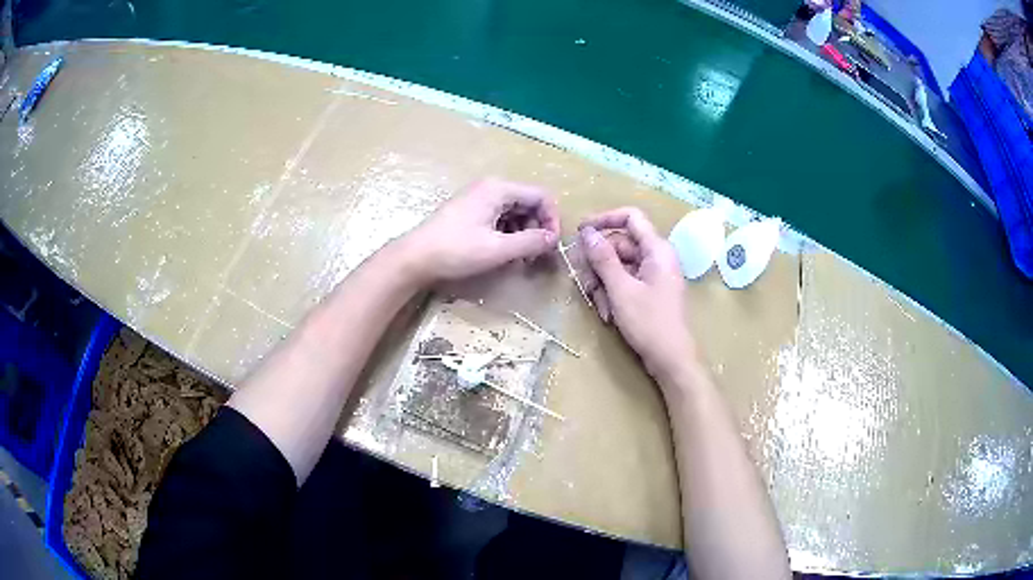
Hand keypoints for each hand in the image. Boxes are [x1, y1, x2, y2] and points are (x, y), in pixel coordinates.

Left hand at [402, 178, 560, 282]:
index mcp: (498, 189)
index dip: (551, 219)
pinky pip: (499, 218)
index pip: (541, 196)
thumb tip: (553, 239)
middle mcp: (490, 188)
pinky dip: (507, 234)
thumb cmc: (455, 251)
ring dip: (523, 234)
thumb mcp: (497, 249)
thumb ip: (530, 242)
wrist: (414, 258)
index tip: (550, 245)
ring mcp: (478, 199)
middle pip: (528, 203)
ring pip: (514, 212)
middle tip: (534, 256)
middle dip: (536, 228)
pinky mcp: (470, 212)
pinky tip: (503, 253)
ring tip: (518, 258)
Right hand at [577, 208, 695, 379]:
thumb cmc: (650, 323)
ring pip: (618, 265)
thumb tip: (587, 232)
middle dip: (599, 263)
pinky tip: (608, 314)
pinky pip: (624, 282)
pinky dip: (612, 294)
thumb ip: (603, 259)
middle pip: (619, 244)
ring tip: (600, 306)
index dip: (604, 219)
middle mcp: (656, 257)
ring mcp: (652, 275)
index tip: (581, 232)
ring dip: (603, 283)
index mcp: (657, 249)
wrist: (671, 359)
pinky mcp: (648, 292)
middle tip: (584, 282)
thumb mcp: (621, 290)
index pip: (630, 217)